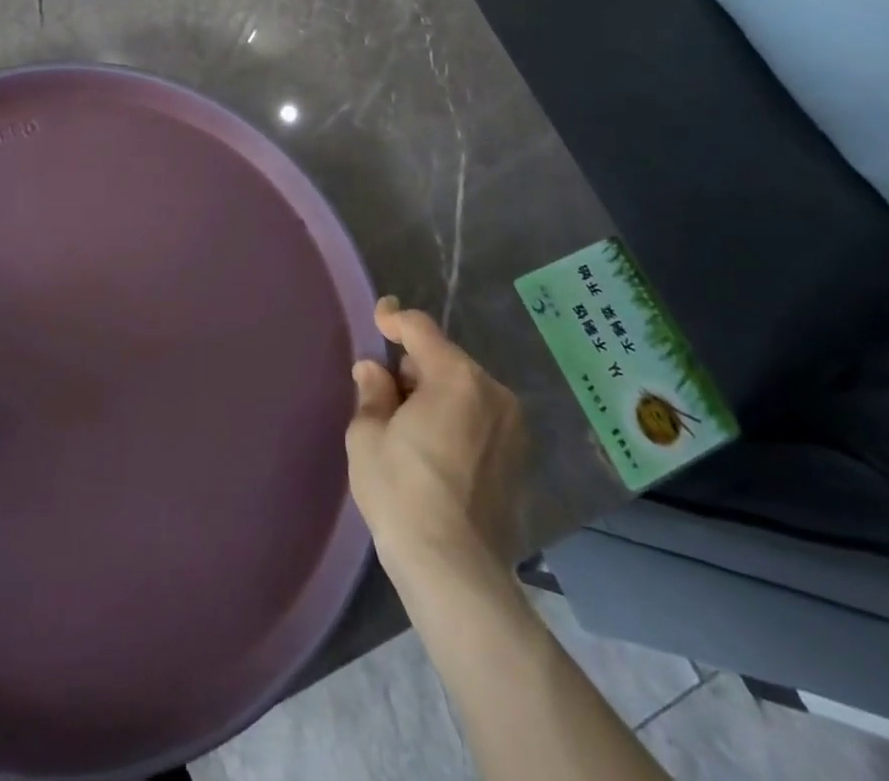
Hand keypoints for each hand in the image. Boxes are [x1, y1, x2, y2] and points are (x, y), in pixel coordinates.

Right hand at [346, 297, 527, 592]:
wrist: (455, 570)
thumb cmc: (402, 492)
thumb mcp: (368, 435)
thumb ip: (372, 391)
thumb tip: (373, 370)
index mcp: (456, 377)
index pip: (420, 329)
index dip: (394, 318)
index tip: (378, 319)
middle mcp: (493, 393)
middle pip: (444, 360)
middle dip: (413, 367)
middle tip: (384, 394)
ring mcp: (513, 428)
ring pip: (464, 389)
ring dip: (436, 394)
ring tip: (409, 427)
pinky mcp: (520, 460)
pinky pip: (480, 419)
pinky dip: (457, 420)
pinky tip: (435, 451)